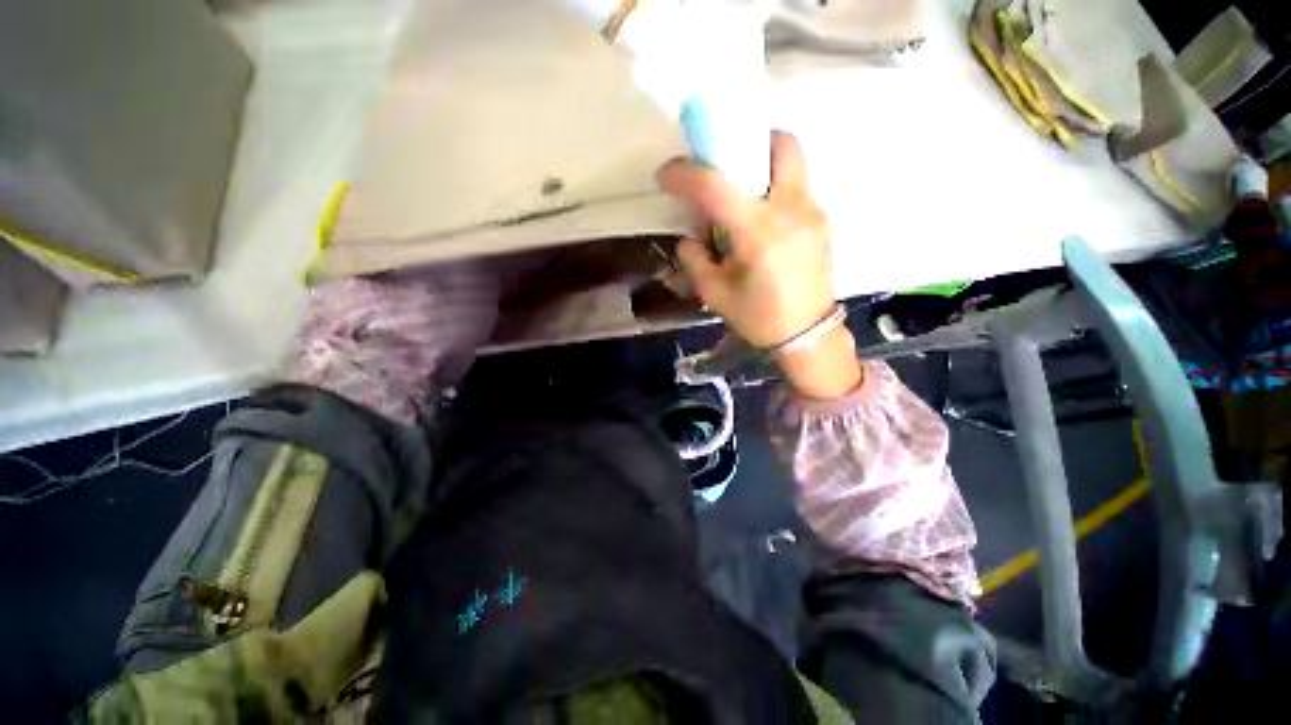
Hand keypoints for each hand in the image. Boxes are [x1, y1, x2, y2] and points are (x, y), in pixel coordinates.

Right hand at [657, 131, 861, 398]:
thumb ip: (695, 260)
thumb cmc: (759, 320)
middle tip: (722, 167)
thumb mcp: (715, 294)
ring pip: (792, 162)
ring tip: (741, 198)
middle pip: (778, 145)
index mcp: (758, 235)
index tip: (666, 175)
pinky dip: (773, 191)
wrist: (808, 336)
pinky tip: (761, 223)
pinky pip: (796, 187)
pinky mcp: (822, 221)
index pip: (715, 186)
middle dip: (745, 144)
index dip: (685, 174)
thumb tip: (691, 238)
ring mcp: (813, 212)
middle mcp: (791, 211)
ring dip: (762, 166)